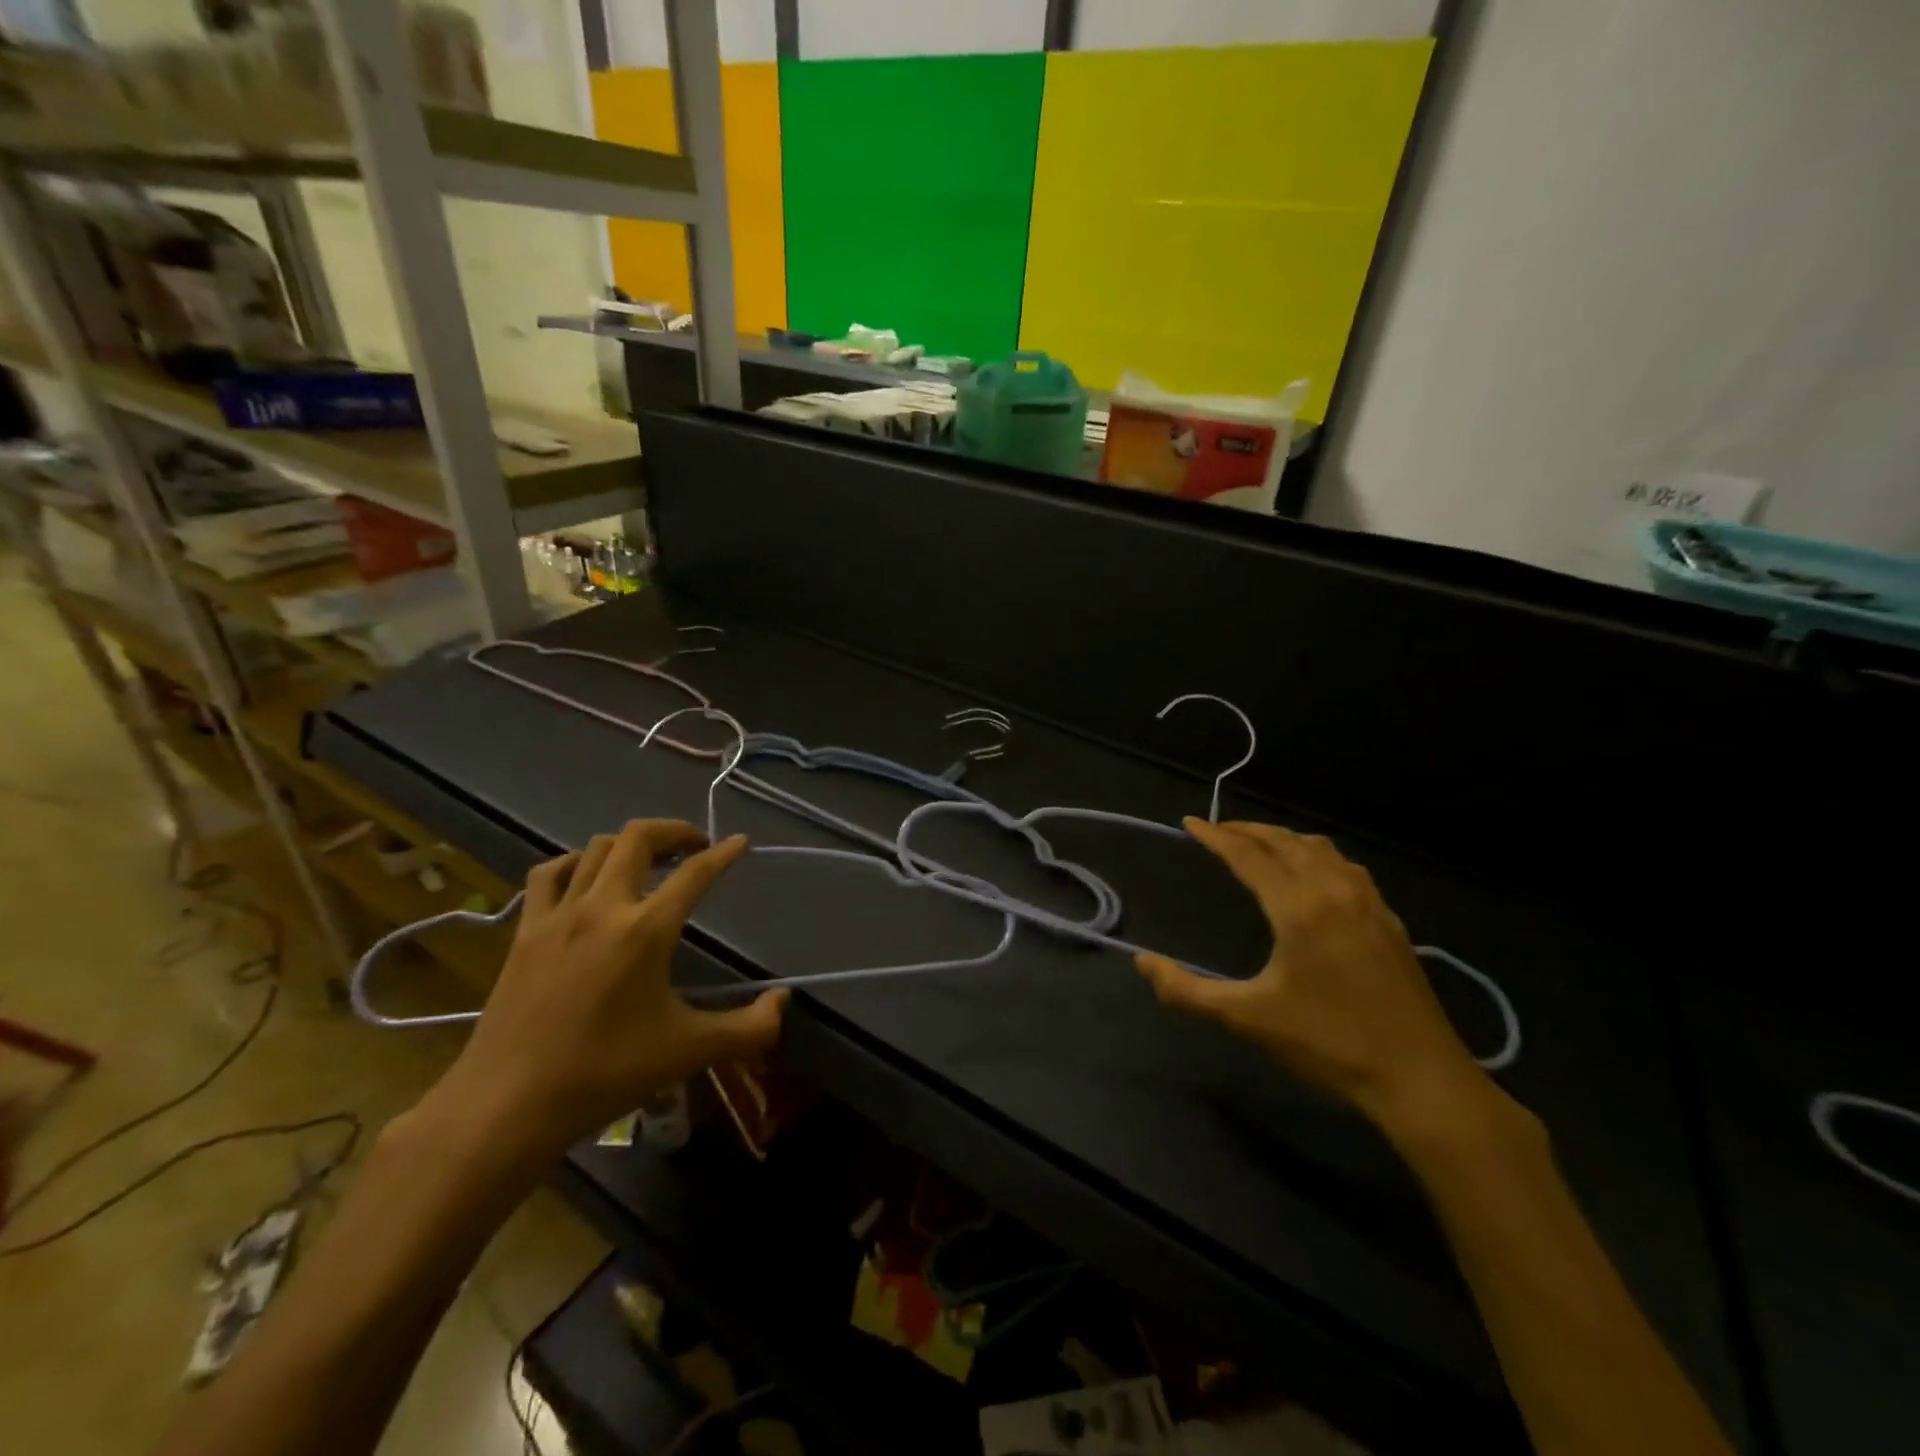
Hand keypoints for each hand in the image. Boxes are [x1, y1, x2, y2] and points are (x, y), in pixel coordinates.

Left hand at [432, 819, 786, 1158]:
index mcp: (646, 930)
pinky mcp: (525, 931)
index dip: (723, 853)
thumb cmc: (605, 1074)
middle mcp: (603, 907)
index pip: (695, 873)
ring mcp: (558, 915)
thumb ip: (748, 1027)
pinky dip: (575, 862)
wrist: (507, 1105)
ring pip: (596, 848)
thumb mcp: (689, 1052)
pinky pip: (549, 874)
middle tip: (695, 847)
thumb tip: (784, 1001)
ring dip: (630, 844)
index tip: (740, 842)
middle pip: (639, 838)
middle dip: (674, 831)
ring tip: (649, 861)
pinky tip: (586, 878)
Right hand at [1136, 819, 1490, 1130]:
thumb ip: (1187, 991)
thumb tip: (1142, 962)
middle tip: (1218, 830)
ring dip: (1284, 838)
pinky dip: (1317, 855)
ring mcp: (1369, 903)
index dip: (1216, 836)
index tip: (1190, 823)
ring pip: (1320, 849)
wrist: (1421, 1079)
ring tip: (1260, 845)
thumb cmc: (1328, 1045)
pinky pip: (1346, 867)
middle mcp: (1334, 891)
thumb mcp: (1248, 1019)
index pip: (1248, 856)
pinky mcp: (1389, 921)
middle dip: (1248, 830)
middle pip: (1285, 842)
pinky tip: (1315, 875)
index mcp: (1299, 907)